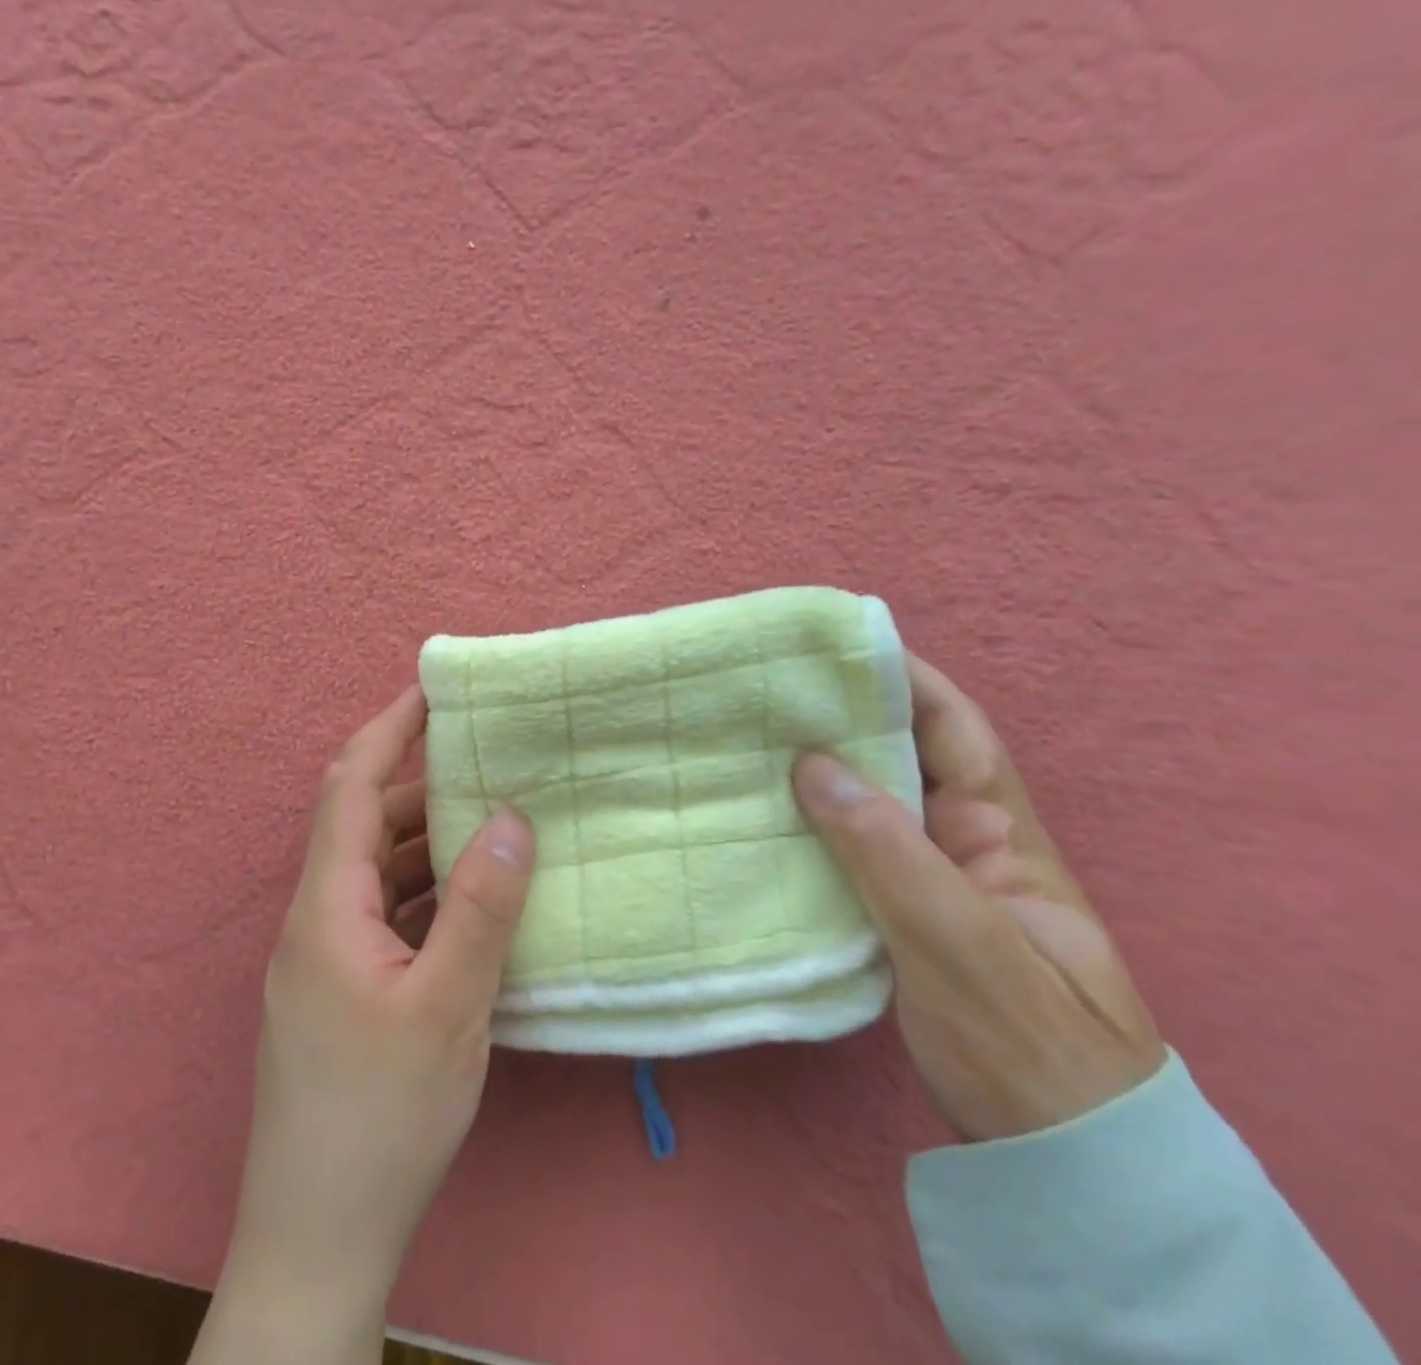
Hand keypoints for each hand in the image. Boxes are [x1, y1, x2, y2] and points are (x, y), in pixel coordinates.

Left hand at [194, 684, 535, 1364]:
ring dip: (424, 840)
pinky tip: (470, 899)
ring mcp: (326, 957)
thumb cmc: (379, 1117)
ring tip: (488, 819)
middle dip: (417, 783)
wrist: (317, 1237)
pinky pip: (385, 913)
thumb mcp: (447, 1006)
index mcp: (326, 906)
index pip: (350, 785)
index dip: (388, 729)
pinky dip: (424, 890)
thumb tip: (511, 817)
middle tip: (483, 758)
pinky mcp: (342, 991)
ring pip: (375, 871)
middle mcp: (317, 918)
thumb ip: (480, 906)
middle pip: (362, 823)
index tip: (432, 690)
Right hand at [792, 655, 1164, 1141]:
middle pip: (901, 758)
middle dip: (842, 718)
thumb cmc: (1023, 1041)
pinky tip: (760, 814)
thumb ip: (886, 849)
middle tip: (766, 692)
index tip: (836, 646)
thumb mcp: (959, 941)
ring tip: (748, 740)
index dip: (904, 678)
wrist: (1051, 1154)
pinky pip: (844, 849)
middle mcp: (960, 840)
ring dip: (817, 770)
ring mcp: (924, 878)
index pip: (954, 729)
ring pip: (866, 804)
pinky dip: (805, 824)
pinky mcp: (891, 912)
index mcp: (998, 832)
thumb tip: (811, 763)